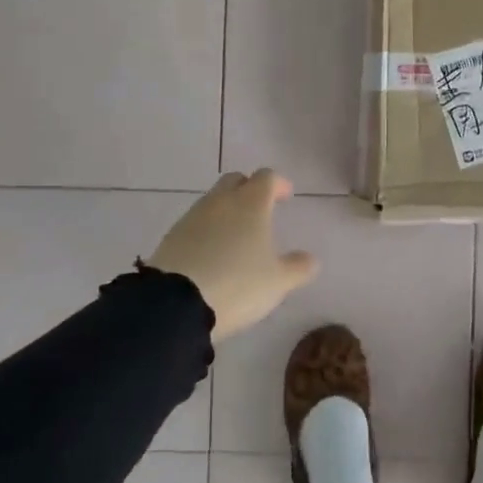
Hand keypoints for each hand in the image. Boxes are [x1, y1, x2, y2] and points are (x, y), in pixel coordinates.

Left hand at [147, 169, 318, 338]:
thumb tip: (311, 259)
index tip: (286, 196)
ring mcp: (192, 217)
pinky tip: (212, 253)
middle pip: (235, 180)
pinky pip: (195, 223)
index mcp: (251, 204)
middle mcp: (221, 202)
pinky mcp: (171, 237)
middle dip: (249, 189)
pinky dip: (207, 230)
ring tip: (236, 235)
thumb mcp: (278, 281)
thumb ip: (298, 267)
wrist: (175, 304)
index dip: (279, 184)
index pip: (267, 178)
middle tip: (261, 209)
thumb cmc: (237, 284)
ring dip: (227, 210)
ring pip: (213, 201)